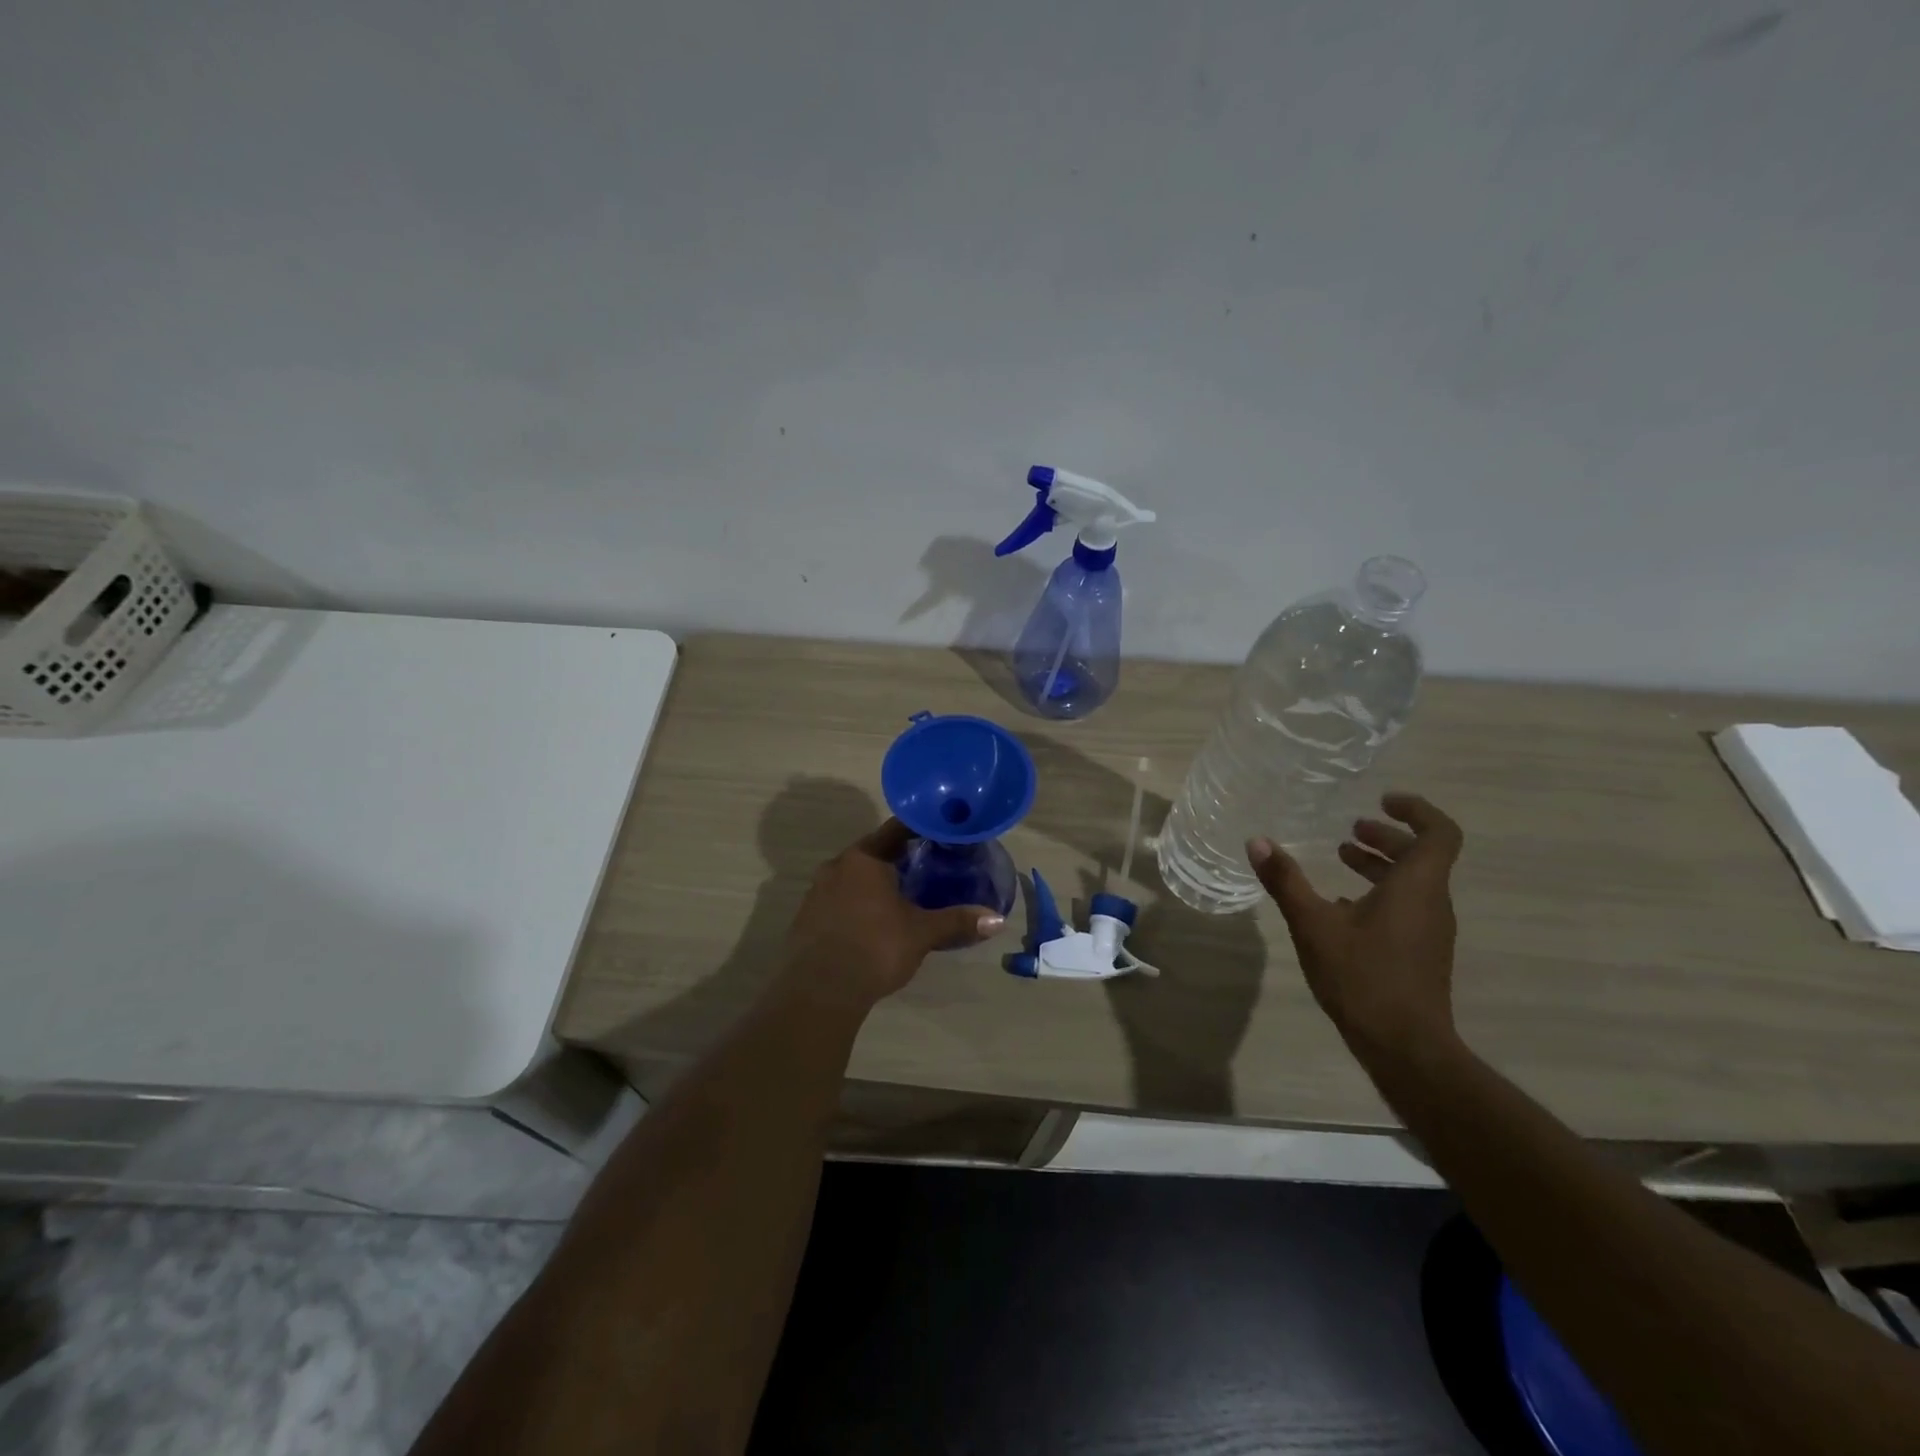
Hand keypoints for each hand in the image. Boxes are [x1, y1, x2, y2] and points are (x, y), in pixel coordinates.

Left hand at [782, 820, 1005, 1009]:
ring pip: (855, 877)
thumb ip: (957, 921)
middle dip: (900, 858)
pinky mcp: (808, 917)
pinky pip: (840, 899)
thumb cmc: (874, 948)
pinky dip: (860, 902)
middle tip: (930, 864)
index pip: (897, 830)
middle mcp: (837, 866)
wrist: (818, 991)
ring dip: (877, 882)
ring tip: (905, 894)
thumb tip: (996, 919)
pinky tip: (875, 921)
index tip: (941, 832)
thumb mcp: (921, 933)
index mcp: (864, 858)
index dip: (921, 829)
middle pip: (874, 853)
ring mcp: (817, 892)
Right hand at [1248, 792, 1462, 1063]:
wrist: (1405, 1047)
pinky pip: (1406, 907)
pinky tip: (1343, 906)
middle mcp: (1432, 903)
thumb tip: (1257, 841)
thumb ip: (1286, 881)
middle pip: (1422, 856)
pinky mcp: (1421, 953)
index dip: (1416, 810)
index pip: (1439, 833)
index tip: (1382, 800)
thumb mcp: (1314, 925)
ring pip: (1413, 883)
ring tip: (1341, 858)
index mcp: (1417, 887)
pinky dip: (1380, 894)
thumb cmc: (1362, 977)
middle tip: (1350, 829)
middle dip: (1386, 837)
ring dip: (1381, 865)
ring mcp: (1430, 931)